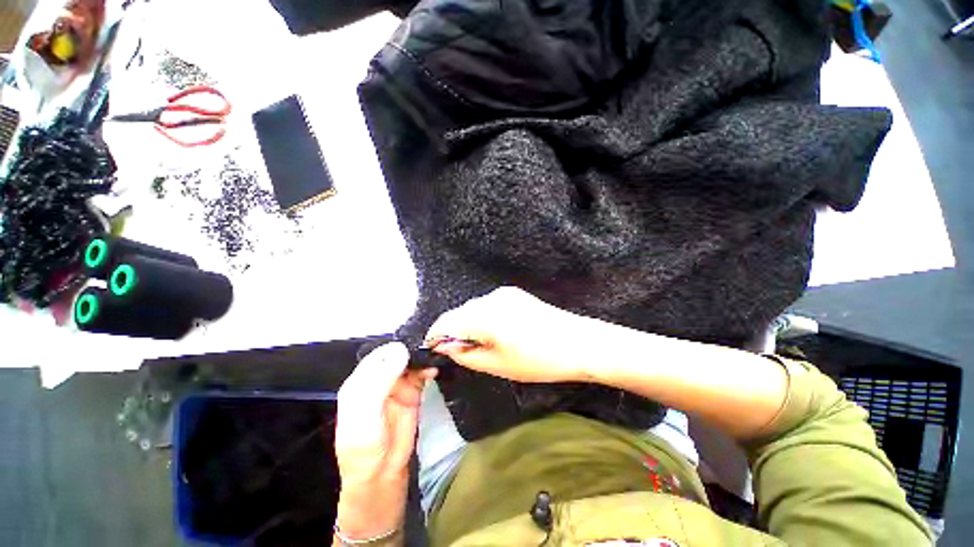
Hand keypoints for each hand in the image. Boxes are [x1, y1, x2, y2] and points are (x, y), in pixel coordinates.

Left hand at [334, 342, 435, 539]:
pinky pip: (421, 374)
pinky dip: (428, 369)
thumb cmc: (364, 446)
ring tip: (434, 356)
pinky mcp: (412, 393)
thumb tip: (401, 350)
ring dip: (422, 358)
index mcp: (361, 381)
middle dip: (412, 349)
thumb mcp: (365, 413)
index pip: (378, 354)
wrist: (381, 475)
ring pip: (411, 362)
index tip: (413, 343)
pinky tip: (434, 368)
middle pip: (397, 355)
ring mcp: (397, 385)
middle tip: (429, 345)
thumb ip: (380, 380)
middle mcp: (379, 379)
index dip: (395, 347)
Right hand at [425, 287, 595, 382]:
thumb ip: (465, 354)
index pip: (445, 321)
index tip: (434, 350)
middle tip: (461, 353)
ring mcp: (504, 293)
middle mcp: (489, 298)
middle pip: (459, 313)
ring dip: (470, 324)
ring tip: (482, 344)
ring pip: (474, 308)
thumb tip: (445, 345)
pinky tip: (498, 332)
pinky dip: (484, 318)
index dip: (435, 335)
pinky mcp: (515, 294)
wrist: (577, 343)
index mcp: (482, 315)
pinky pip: (489, 305)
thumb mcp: (496, 365)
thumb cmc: (537, 360)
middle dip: (454, 331)